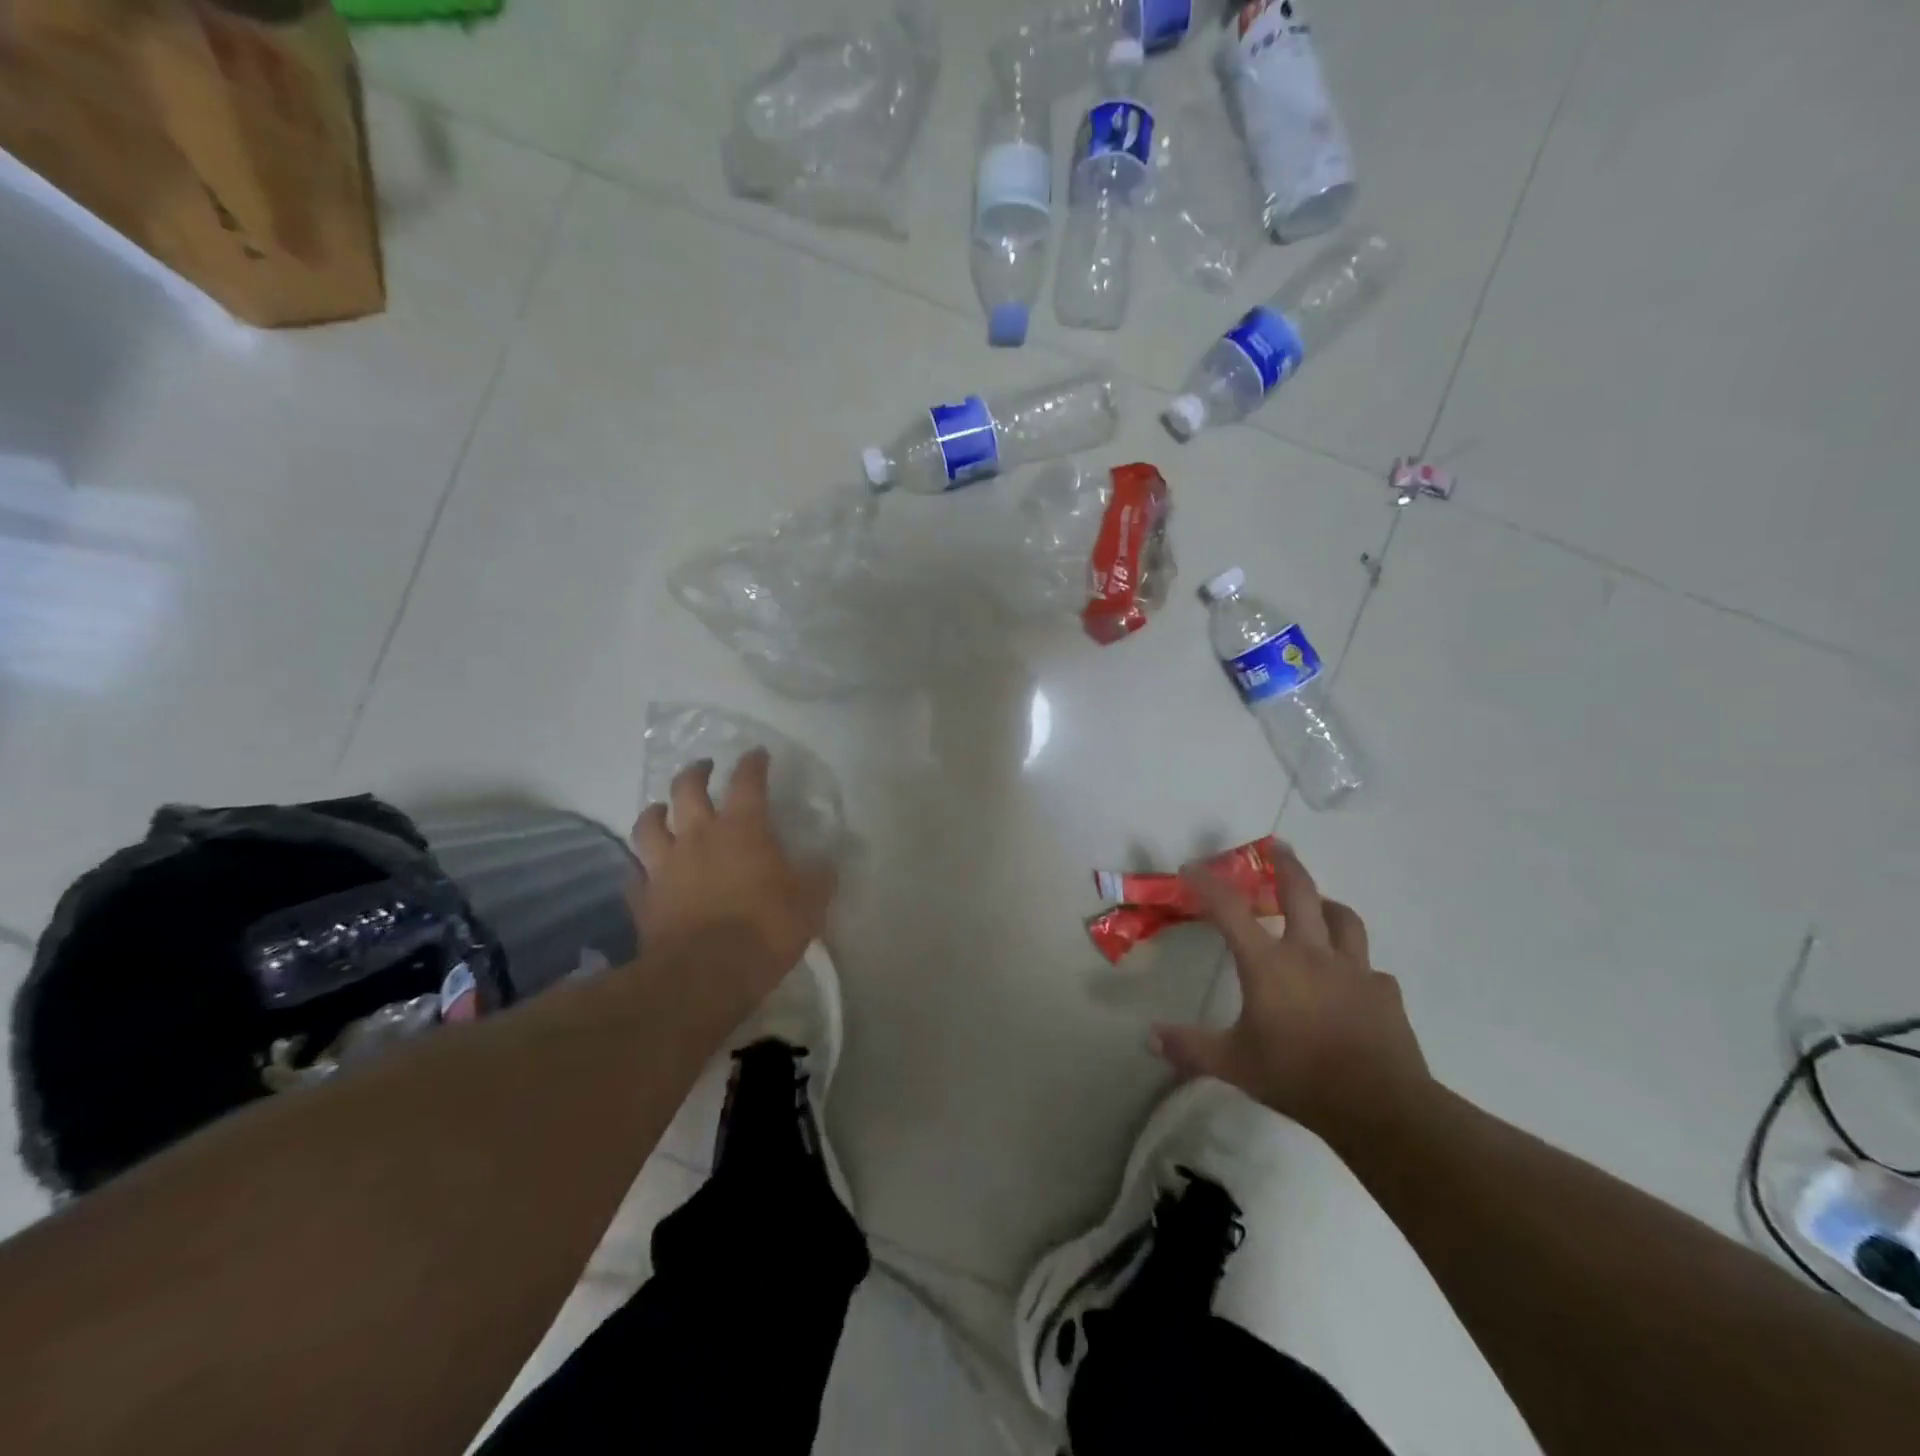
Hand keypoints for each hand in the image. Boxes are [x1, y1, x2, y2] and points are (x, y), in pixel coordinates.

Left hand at [630, 749, 835, 993]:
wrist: (704, 975)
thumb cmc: (765, 930)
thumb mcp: (809, 904)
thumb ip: (818, 879)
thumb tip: (827, 864)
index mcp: (742, 829)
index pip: (747, 782)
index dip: (753, 764)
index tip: (757, 754)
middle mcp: (699, 836)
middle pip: (687, 789)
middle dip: (696, 773)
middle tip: (704, 768)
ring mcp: (665, 865)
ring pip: (649, 824)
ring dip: (656, 811)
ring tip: (662, 809)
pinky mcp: (643, 897)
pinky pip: (635, 873)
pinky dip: (641, 867)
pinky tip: (646, 870)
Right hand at [1151, 845, 1432, 1145]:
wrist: (1380, 1106)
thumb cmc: (1298, 1076)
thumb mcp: (1234, 1064)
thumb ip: (1190, 1047)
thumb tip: (1148, 1037)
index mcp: (1269, 963)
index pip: (1230, 909)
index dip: (1207, 884)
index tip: (1191, 868)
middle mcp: (1311, 953)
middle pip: (1299, 892)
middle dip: (1285, 865)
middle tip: (1277, 847)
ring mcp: (1354, 970)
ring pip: (1343, 919)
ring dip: (1326, 905)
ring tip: (1319, 904)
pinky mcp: (1384, 992)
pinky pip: (1369, 968)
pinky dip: (1356, 965)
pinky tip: (1351, 980)